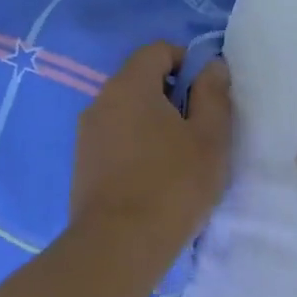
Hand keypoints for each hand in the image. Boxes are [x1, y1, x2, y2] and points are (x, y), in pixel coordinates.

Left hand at [71, 43, 231, 257]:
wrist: (119, 246)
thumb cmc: (173, 185)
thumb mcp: (210, 137)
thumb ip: (213, 94)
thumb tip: (212, 66)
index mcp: (129, 86)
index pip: (157, 50)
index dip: (188, 62)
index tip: (209, 95)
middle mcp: (100, 101)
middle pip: (140, 81)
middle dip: (173, 96)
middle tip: (200, 130)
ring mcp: (86, 134)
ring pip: (127, 112)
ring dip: (154, 124)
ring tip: (179, 158)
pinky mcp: (82, 165)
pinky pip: (116, 139)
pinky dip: (137, 146)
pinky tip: (155, 178)